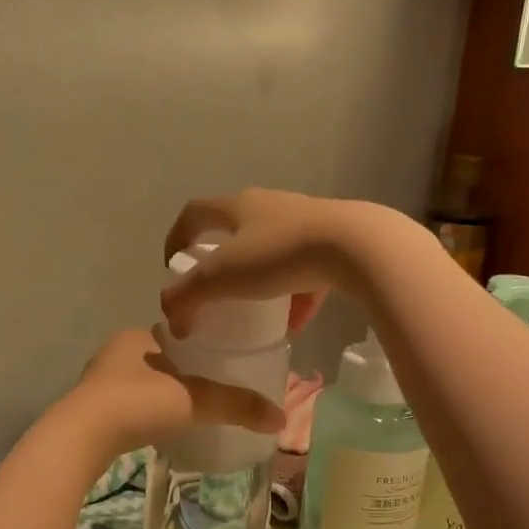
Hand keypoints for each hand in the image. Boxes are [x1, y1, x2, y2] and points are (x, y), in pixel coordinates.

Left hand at [53, 328, 284, 466]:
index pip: (176, 335)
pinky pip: (126, 406)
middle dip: (181, 373)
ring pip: (140, 383)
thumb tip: (280, 417)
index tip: (221, 363)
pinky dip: (144, 413)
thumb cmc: (138, 403)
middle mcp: (114, 353)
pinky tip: (158, 427)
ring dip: (160, 394)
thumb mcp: (195, 400)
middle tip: (210, 391)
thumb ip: (236, 405)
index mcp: (137, 336)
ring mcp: (97, 382)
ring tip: (189, 411)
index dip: (199, 347)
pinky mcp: (89, 411)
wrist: (82, 437)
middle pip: (159, 360)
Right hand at [159, 189, 414, 338]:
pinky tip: (295, 323)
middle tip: (213, 290)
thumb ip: (187, 298)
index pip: (194, 213)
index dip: (176, 237)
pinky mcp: (333, 242)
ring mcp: (304, 222)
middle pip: (234, 229)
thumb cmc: (278, 254)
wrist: (355, 246)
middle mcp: (269, 205)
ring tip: (254, 311)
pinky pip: (305, 271)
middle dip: (220, 260)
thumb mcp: (221, 278)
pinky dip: (294, 295)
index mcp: (237, 206)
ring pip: (272, 250)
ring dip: (259, 280)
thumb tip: (173, 321)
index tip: (172, 267)